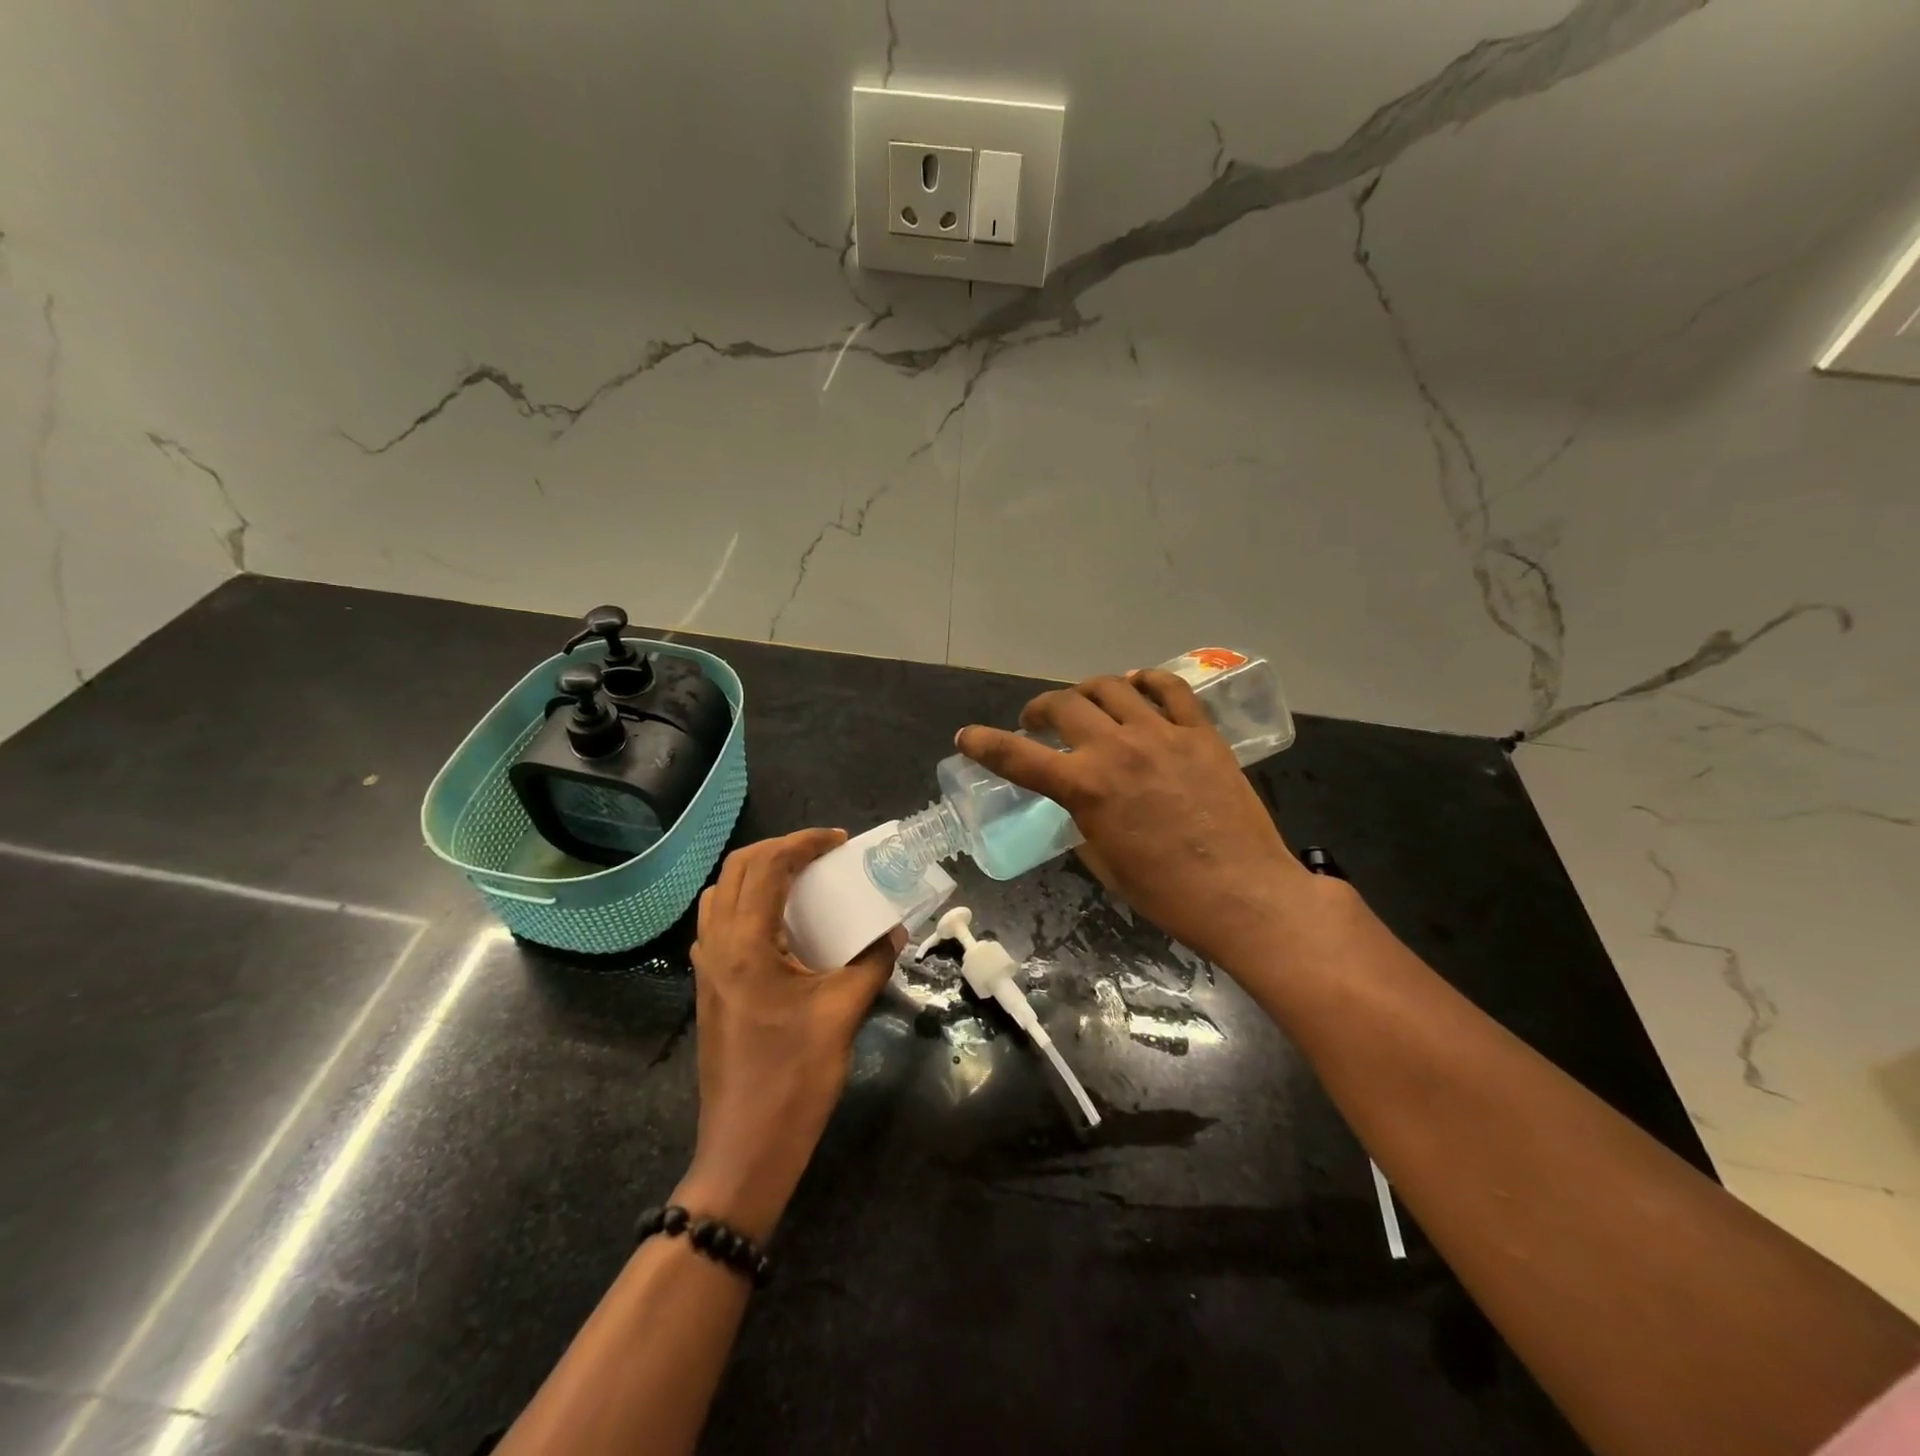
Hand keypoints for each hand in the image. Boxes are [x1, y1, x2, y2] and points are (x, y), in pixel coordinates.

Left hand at [677, 829, 901, 1241]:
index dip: (804, 842)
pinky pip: (721, 922)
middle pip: (737, 868)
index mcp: (746, 944)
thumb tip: (895, 931)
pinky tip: (782, 924)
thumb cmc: (794, 1078)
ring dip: (759, 873)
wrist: (744, 1149)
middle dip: (779, 849)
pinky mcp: (708, 987)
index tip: (840, 841)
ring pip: (723, 893)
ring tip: (802, 880)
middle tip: (822, 854)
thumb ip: (872, 962)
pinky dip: (749, 902)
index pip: (767, 866)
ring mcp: (706, 967)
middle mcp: (717, 945)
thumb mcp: (844, 1013)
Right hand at [956, 670, 1310, 966]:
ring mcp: (1161, 734)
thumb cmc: (1167, 893)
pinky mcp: (1200, 732)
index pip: (1018, 757)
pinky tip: (1138, 686)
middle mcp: (1116, 748)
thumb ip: (1084, 823)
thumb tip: (1083, 805)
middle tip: (1037, 722)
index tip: (966, 736)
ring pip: (1111, 686)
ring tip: (1085, 703)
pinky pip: (1169, 688)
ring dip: (1086, 691)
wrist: (1243, 893)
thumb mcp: (1105, 864)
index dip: (985, 744)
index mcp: (1085, 787)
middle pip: (1063, 706)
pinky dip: (1145, 681)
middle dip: (1039, 710)